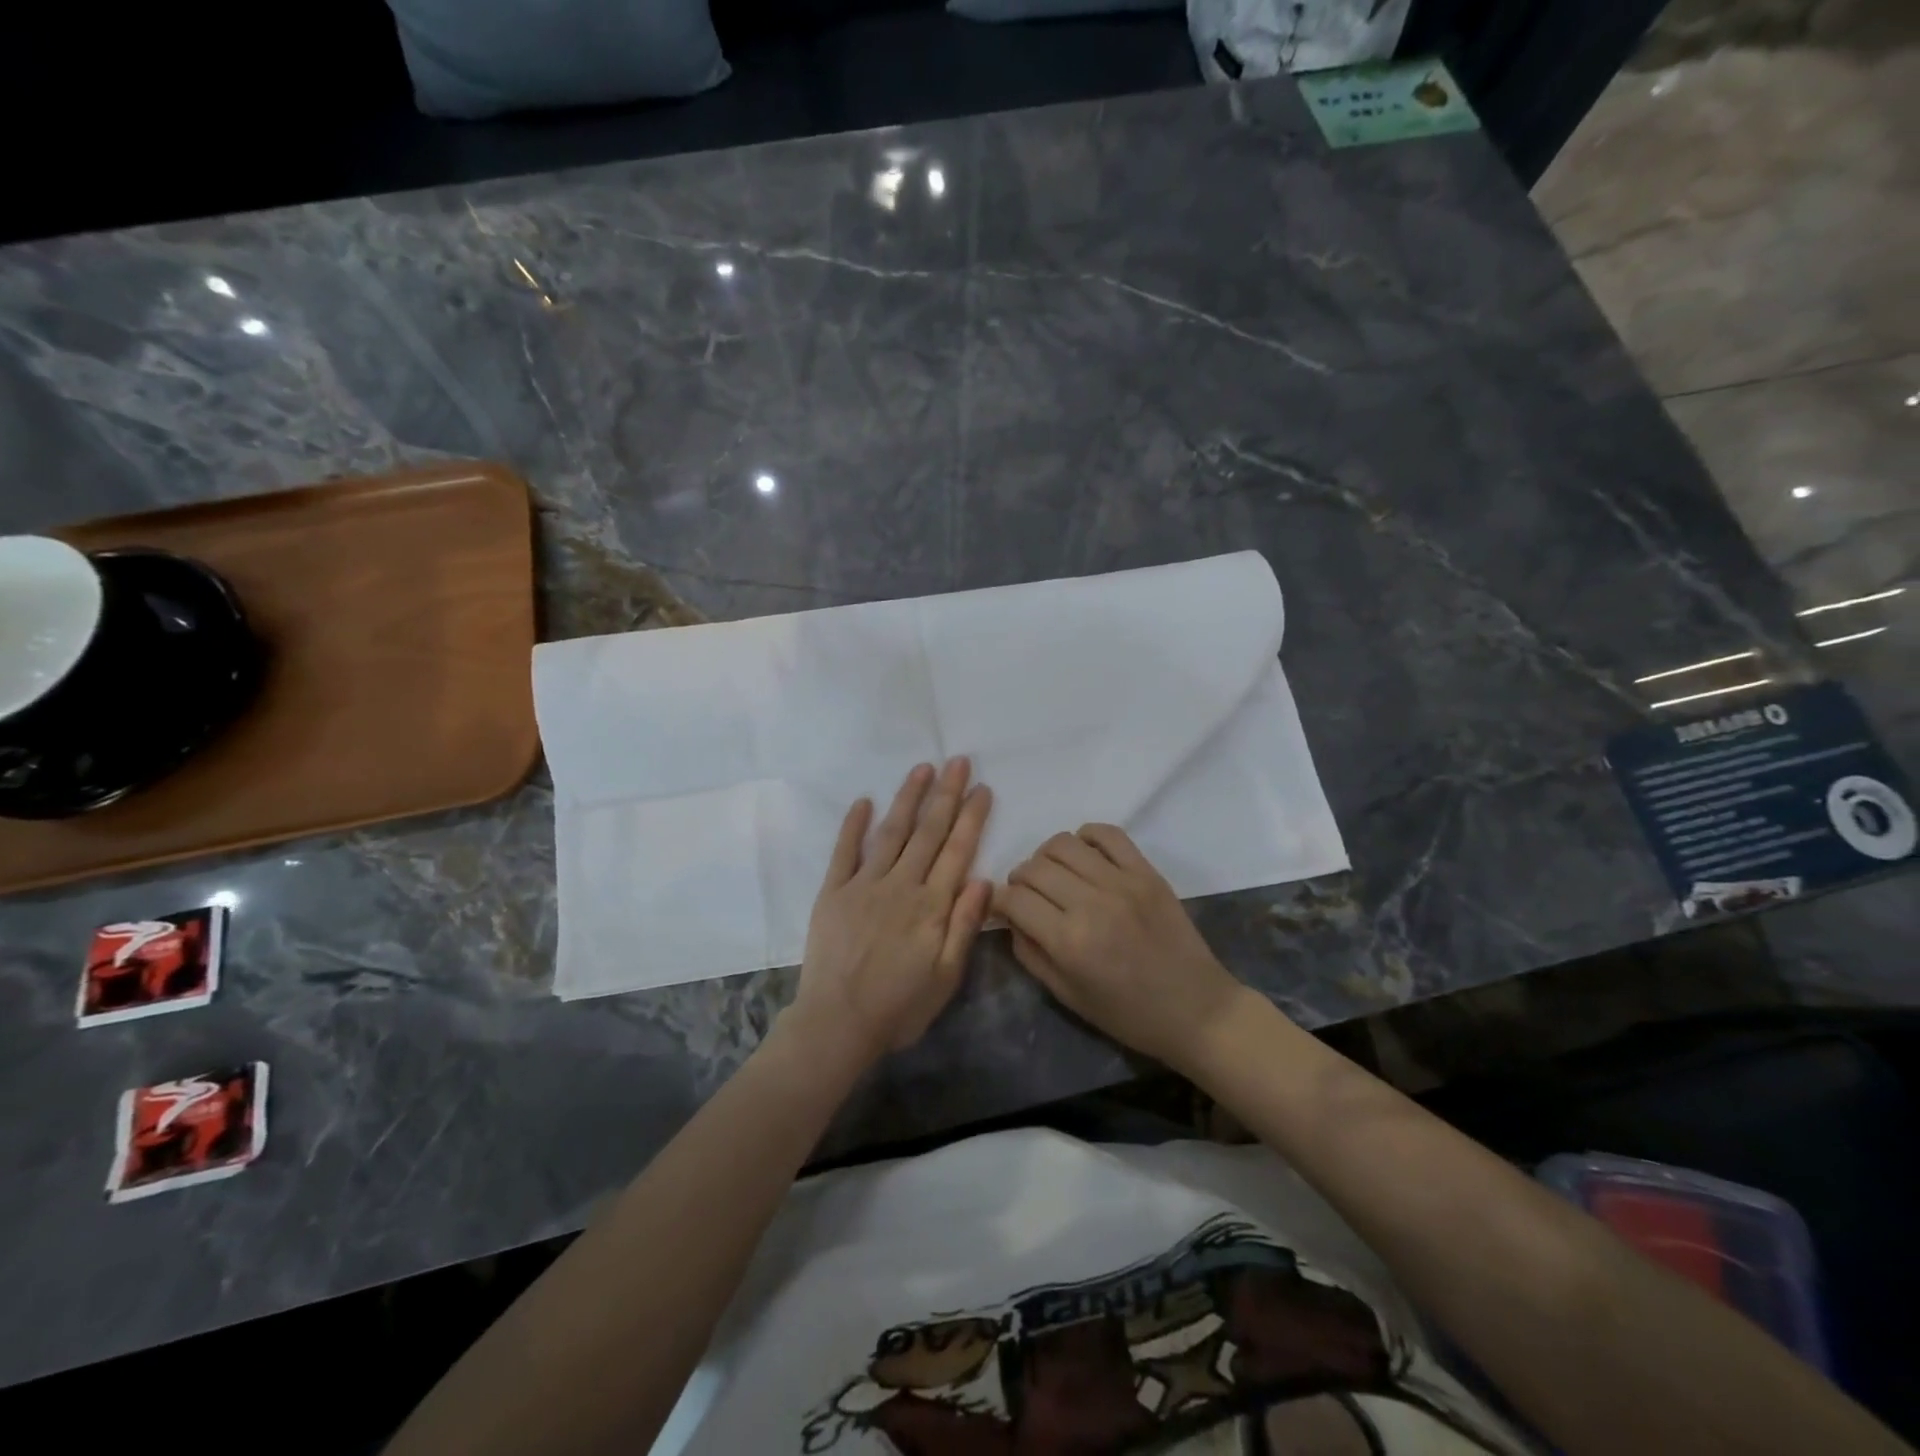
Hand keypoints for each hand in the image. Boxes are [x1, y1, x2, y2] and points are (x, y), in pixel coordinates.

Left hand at [787, 759, 993, 1069]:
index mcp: (932, 906)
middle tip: (958, 761)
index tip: (983, 788)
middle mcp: (901, 885)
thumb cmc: (899, 1007)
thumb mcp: (947, 978)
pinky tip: (864, 801)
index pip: (957, 851)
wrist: (837, 1024)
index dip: (972, 818)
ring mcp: (864, 884)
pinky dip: (854, 825)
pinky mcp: (834, 892)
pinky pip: (845, 851)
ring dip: (908, 798)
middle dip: (946, 794)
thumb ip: (964, 926)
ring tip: (922, 769)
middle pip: (928, 832)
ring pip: (892, 832)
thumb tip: (982, 879)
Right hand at [996, 825, 1250, 1072]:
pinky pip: (1107, 833)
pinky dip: (1086, 837)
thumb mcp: (1067, 996)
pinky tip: (1085, 857)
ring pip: (1063, 844)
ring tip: (1055, 876)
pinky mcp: (1146, 871)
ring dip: (1047, 857)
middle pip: (1034, 867)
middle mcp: (1091, 903)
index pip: (1014, 898)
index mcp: (1069, 942)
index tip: (1002, 907)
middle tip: (1028, 896)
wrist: (1196, 1009)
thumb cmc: (1128, 1014)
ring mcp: (1121, 882)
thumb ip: (1030, 953)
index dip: (999, 900)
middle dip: (1020, 879)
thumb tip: (1010, 917)